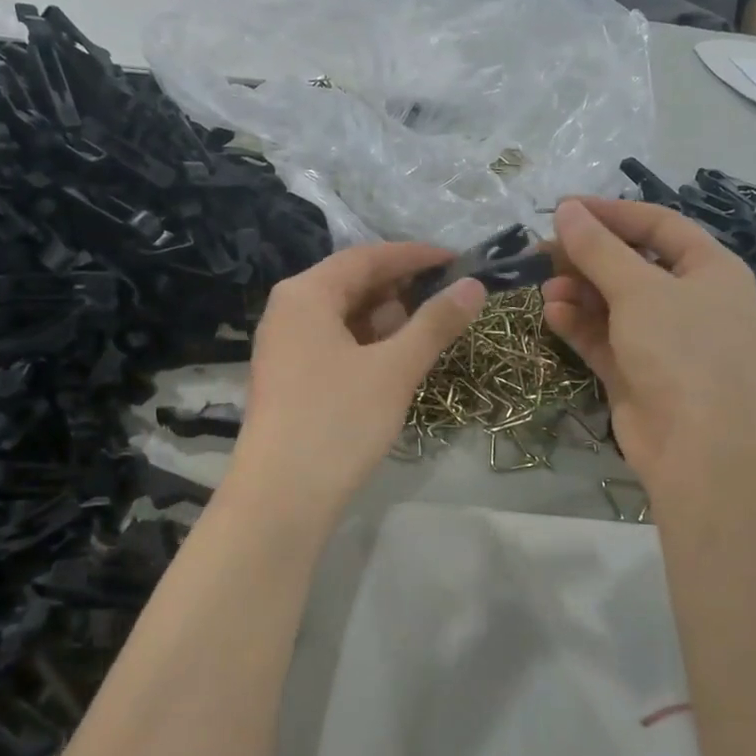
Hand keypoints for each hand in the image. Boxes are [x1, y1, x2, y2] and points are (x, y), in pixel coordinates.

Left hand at [229, 244, 484, 518]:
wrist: (280, 499)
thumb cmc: (337, 422)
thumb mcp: (395, 369)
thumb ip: (435, 323)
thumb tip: (475, 286)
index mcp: (306, 293)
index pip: (367, 256)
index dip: (415, 256)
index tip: (459, 261)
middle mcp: (289, 310)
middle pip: (353, 283)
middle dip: (402, 289)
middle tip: (449, 300)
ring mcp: (285, 346)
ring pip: (345, 316)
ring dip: (387, 320)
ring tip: (427, 333)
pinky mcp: (290, 378)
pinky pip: (335, 344)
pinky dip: (368, 345)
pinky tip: (395, 362)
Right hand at [542, 198, 755, 501]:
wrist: (703, 452)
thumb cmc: (683, 353)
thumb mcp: (639, 290)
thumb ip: (598, 249)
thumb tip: (566, 210)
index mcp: (711, 270)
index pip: (658, 225)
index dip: (611, 213)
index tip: (562, 208)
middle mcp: (691, 301)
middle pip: (632, 264)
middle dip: (588, 256)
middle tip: (542, 250)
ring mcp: (665, 341)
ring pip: (614, 303)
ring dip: (579, 291)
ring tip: (545, 286)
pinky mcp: (639, 374)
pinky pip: (605, 338)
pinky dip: (580, 325)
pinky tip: (552, 314)